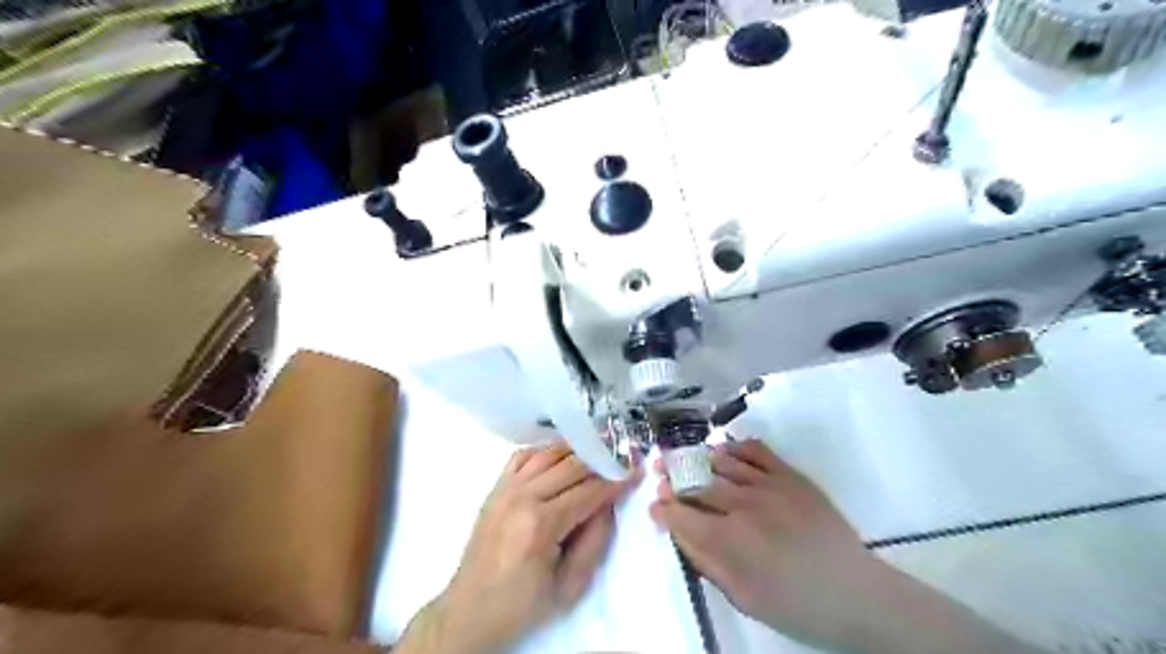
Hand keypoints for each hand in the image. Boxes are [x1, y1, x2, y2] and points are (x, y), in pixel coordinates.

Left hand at [399, 444, 636, 653]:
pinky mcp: (495, 489)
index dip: (616, 481)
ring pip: (548, 454)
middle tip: (621, 459)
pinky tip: (560, 456)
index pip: (589, 491)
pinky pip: (523, 456)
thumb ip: (594, 540)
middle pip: (571, 466)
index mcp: (541, 524)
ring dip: (576, 451)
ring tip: (596, 453)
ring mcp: (505, 489)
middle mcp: (522, 497)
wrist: (470, 610)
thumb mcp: (570, 586)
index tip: (635, 471)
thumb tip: (608, 505)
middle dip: (601, 461)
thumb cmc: (523, 604)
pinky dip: (545, 451)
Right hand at [656, 438, 1048, 653]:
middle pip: (695, 483)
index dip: (662, 508)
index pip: (681, 514)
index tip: (654, 506)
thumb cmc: (795, 605)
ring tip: (684, 459)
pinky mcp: (790, 475)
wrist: (855, 594)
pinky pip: (755, 450)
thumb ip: (706, 561)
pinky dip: (734, 447)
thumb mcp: (743, 597)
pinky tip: (723, 452)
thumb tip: (678, 532)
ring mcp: (769, 484)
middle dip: (672, 477)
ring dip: (698, 460)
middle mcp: (743, 504)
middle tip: (659, 471)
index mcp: (730, 539)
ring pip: (720, 462)